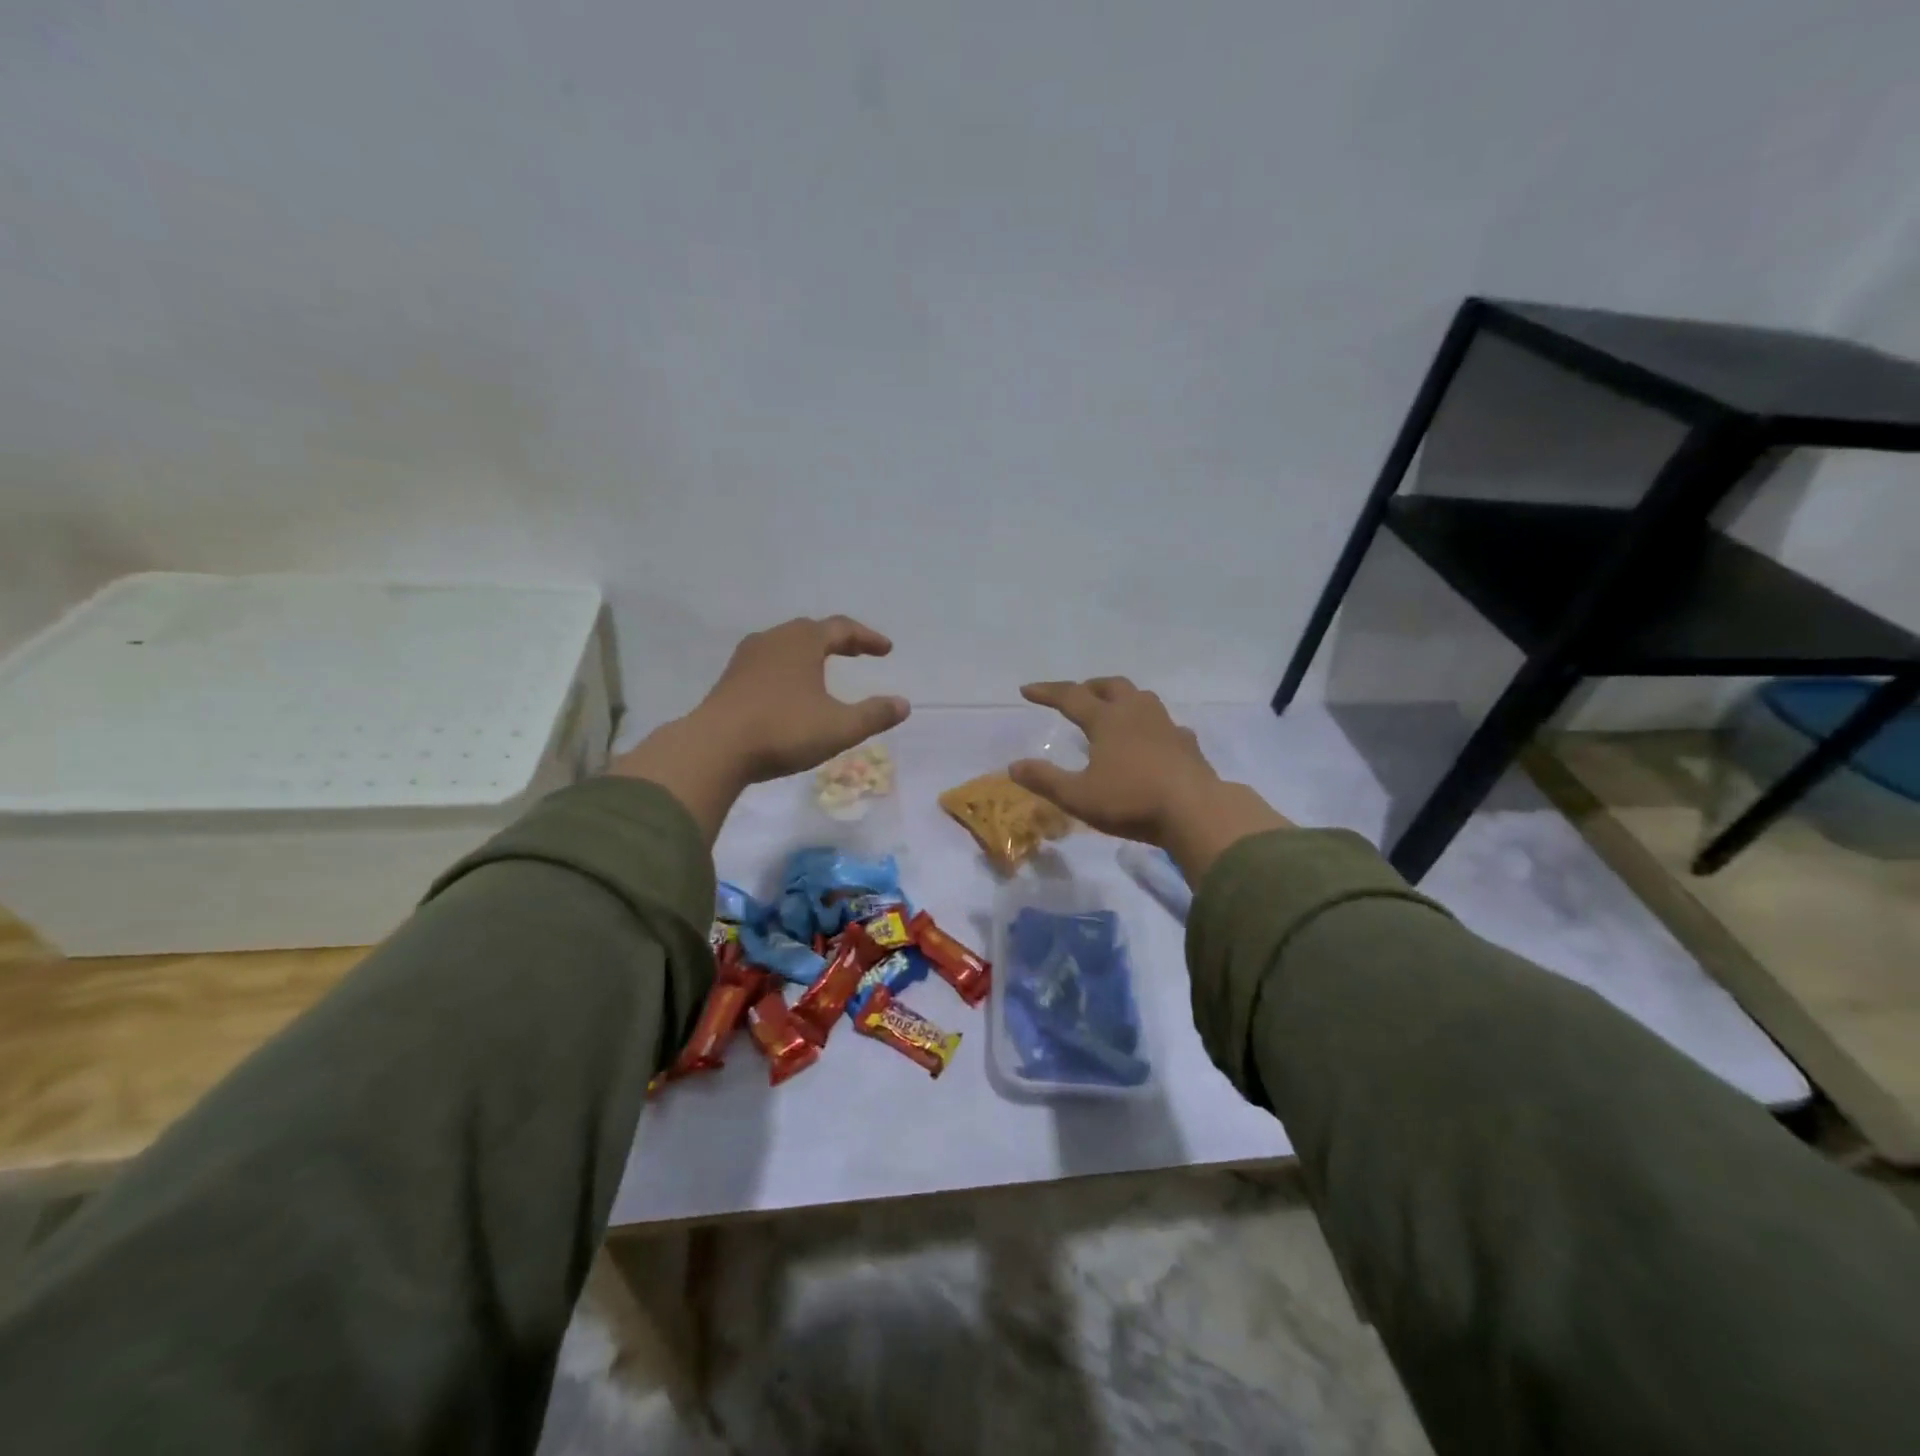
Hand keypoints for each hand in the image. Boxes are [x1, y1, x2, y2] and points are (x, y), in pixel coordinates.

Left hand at [612, 617, 908, 842]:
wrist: (714, 748)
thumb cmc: (783, 730)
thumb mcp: (839, 727)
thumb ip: (874, 715)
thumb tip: (904, 704)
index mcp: (803, 641)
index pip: (842, 628)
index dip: (867, 638)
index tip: (886, 650)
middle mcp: (774, 639)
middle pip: (812, 631)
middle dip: (838, 640)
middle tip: (857, 653)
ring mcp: (747, 658)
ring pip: (786, 645)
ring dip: (811, 653)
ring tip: (825, 669)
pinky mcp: (730, 679)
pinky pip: (769, 662)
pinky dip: (789, 668)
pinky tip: (791, 690)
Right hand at [1009, 677, 1287, 879]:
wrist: (1196, 811)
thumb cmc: (1131, 801)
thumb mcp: (1078, 797)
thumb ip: (1045, 780)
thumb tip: (1014, 766)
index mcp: (1107, 720)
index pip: (1071, 696)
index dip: (1047, 692)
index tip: (1027, 690)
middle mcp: (1136, 713)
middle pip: (1111, 686)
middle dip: (1090, 686)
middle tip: (1077, 695)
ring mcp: (1166, 726)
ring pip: (1142, 698)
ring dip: (1122, 698)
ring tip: (1113, 711)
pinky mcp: (1187, 744)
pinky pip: (1165, 724)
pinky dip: (1150, 726)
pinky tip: (1151, 741)